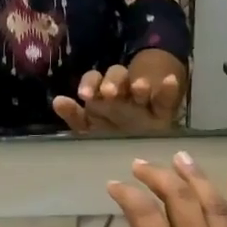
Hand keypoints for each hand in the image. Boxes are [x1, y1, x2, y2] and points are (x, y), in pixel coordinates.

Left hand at [53, 65, 182, 133]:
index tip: (84, 95)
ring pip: (138, 84)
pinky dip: (168, 88)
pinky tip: (169, 81)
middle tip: (110, 93)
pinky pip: (166, 96)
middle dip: (111, 83)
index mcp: (102, 97)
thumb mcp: (90, 129)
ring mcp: (143, 100)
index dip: (89, 84)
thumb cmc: (111, 136)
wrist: (144, 148)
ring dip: (137, 84)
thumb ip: (74, 117)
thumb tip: (57, 101)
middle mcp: (122, 93)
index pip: (93, 81)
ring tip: (140, 88)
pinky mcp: (163, 109)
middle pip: (116, 78)